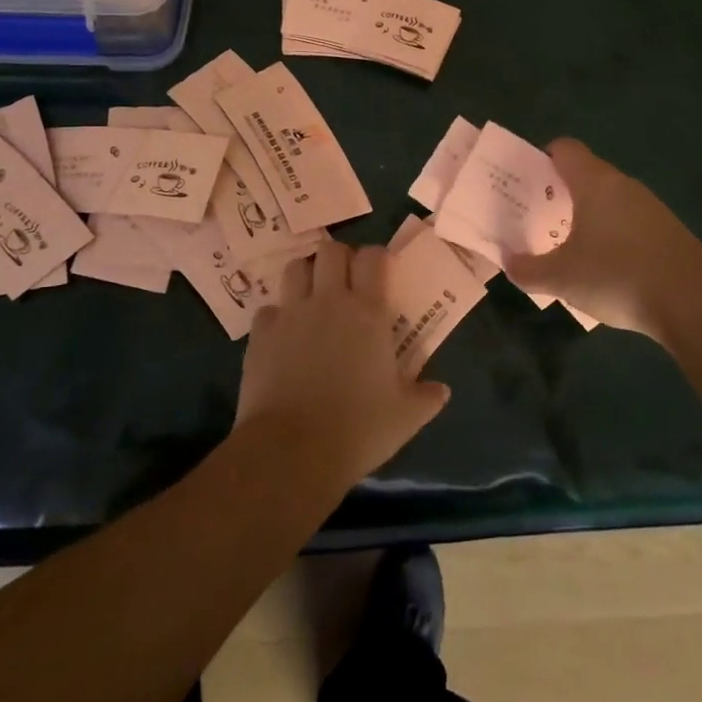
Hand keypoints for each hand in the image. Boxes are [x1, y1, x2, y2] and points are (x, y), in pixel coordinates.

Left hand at [236, 240, 450, 487]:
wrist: (291, 451)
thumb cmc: (357, 429)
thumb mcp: (405, 417)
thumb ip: (426, 397)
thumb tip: (441, 390)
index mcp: (367, 312)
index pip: (372, 257)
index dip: (377, 257)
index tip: (380, 272)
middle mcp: (328, 301)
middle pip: (330, 251)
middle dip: (339, 258)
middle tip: (346, 282)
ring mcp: (290, 314)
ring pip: (296, 268)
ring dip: (306, 276)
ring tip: (313, 297)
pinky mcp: (260, 335)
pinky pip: (269, 309)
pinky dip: (278, 316)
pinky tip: (284, 336)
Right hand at [502, 138, 701, 341]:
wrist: (694, 303)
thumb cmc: (616, 275)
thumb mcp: (561, 278)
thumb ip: (528, 269)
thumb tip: (510, 262)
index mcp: (594, 183)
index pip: (565, 149)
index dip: (542, 160)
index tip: (527, 186)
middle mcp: (623, 186)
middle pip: (586, 175)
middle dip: (560, 194)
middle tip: (538, 220)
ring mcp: (651, 207)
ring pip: (609, 201)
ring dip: (587, 218)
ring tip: (567, 248)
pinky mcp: (668, 232)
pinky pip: (629, 223)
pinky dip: (612, 236)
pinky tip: (605, 269)